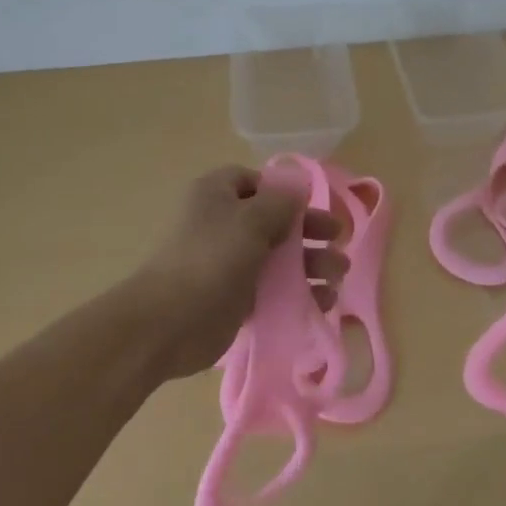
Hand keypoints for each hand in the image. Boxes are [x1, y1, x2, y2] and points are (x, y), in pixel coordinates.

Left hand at [123, 165, 346, 381]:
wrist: (167, 323)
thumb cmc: (210, 259)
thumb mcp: (250, 220)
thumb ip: (280, 202)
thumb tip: (298, 187)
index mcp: (218, 193)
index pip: (257, 182)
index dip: (285, 192)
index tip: (312, 206)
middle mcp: (223, 222)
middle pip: (274, 220)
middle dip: (308, 230)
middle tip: (338, 240)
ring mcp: (229, 261)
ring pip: (277, 256)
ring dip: (310, 263)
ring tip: (338, 276)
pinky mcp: (235, 297)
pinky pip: (272, 288)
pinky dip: (296, 292)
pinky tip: (322, 302)